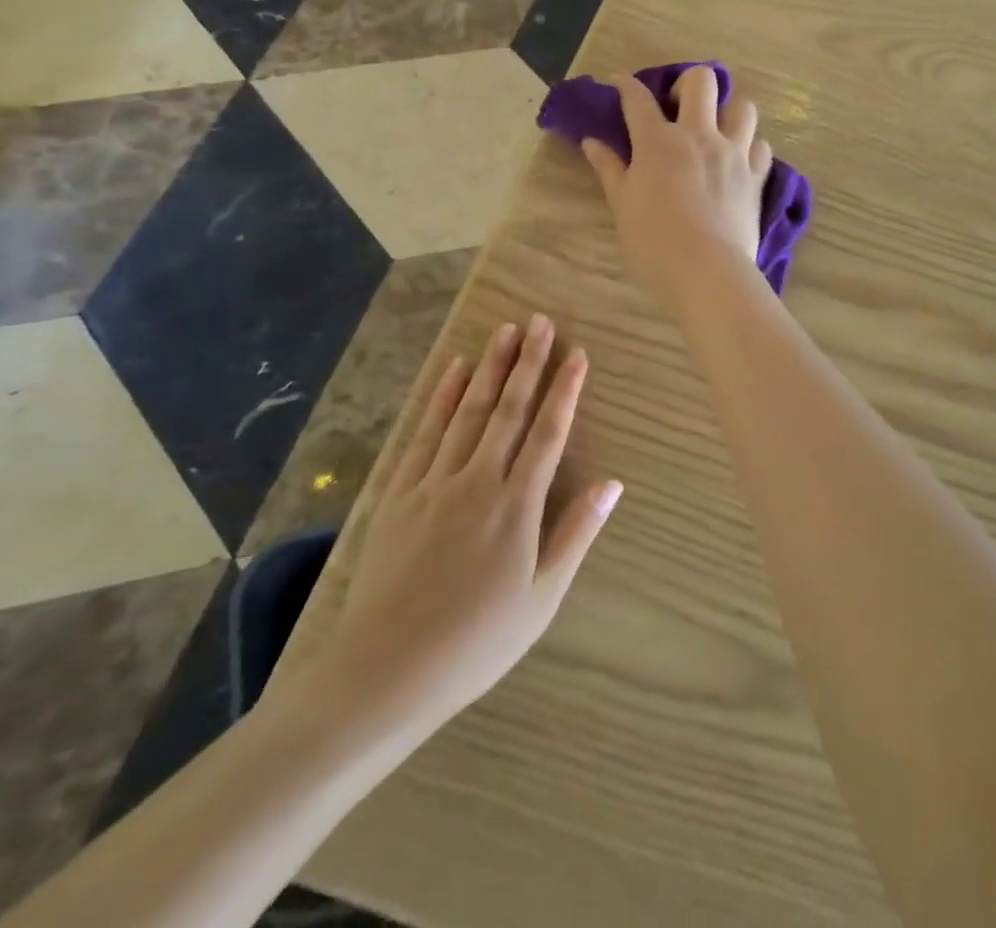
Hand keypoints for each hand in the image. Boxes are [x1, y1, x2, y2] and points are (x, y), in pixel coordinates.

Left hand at [276, 316, 619, 754]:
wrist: (383, 674)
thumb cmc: (475, 643)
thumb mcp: (541, 598)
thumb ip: (575, 534)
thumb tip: (612, 484)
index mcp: (515, 506)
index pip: (548, 433)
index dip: (565, 390)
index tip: (577, 354)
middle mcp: (476, 481)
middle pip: (507, 410)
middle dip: (527, 362)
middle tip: (540, 321)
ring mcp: (432, 483)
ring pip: (467, 412)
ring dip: (488, 368)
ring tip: (504, 330)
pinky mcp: (398, 493)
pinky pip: (424, 433)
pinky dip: (440, 398)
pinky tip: (452, 371)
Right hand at [582, 66, 771, 307]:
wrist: (706, 272)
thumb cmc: (653, 242)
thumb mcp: (622, 206)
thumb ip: (610, 169)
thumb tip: (592, 142)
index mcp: (658, 141)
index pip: (638, 99)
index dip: (625, 85)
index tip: (619, 84)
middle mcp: (699, 136)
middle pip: (701, 81)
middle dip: (686, 83)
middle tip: (677, 107)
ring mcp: (733, 154)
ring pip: (742, 107)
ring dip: (728, 111)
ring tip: (716, 130)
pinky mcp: (756, 177)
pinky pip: (761, 146)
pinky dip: (750, 147)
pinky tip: (739, 161)